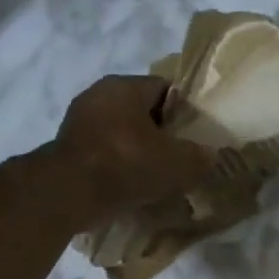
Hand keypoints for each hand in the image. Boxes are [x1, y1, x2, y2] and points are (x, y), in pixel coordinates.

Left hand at [51, 75, 211, 219]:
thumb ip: (199, 156)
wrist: (70, 194)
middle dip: (162, 134)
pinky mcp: (69, 149)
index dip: (185, 111)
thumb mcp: (178, 162)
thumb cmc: (127, 164)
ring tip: (160, 176)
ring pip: (123, 134)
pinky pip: (105, 154)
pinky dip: (120, 167)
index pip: (165, 88)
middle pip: (142, 112)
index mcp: (125, 85)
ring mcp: (79, 122)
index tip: (198, 134)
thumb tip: (210, 155)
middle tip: (182, 157)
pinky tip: (134, 187)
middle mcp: (98, 95)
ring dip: (139, 152)